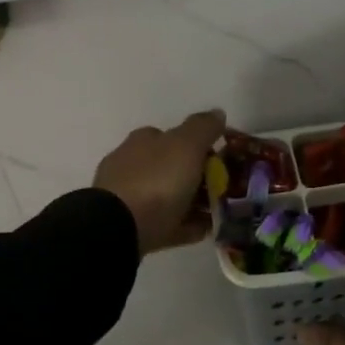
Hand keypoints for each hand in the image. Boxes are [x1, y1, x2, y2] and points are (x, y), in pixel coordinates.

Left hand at [92, 110, 226, 255]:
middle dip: (196, 177)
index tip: (221, 161)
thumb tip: (217, 112)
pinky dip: (185, 225)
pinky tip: (204, 231)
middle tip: (224, 189)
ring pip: (168, 196)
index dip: (198, 146)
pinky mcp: (131, 226)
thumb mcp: (186, 145)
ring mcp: (128, 197)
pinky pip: (166, 224)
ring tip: (219, 213)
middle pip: (171, 168)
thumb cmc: (156, 181)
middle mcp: (132, 165)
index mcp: (143, 141)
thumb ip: (203, 128)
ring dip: (193, 202)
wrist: (119, 228)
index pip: (172, 136)